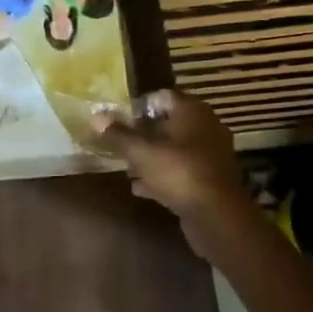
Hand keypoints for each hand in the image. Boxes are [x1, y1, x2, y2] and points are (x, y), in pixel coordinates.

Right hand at [92, 91, 253, 254]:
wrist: (216, 215)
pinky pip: (181, 170)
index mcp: (191, 111)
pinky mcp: (210, 179)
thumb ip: (118, 135)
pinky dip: (162, 176)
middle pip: (167, 123)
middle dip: (142, 134)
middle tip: (119, 144)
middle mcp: (205, 127)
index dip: (137, 106)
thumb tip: (96, 116)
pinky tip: (141, 188)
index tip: (117, 120)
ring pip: (174, 149)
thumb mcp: (141, 152)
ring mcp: (210, 154)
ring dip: (151, 157)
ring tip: (126, 167)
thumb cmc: (178, 172)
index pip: (161, 96)